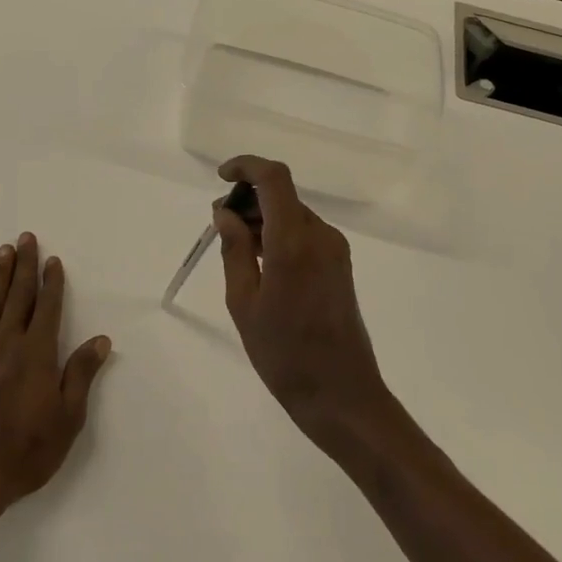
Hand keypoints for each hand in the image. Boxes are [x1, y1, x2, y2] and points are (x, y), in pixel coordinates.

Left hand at [0, 234, 112, 542]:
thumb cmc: (24, 453)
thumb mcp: (67, 419)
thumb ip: (80, 374)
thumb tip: (100, 339)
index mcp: (36, 354)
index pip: (47, 308)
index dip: (51, 283)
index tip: (52, 260)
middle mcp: (6, 344)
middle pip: (18, 297)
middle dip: (24, 266)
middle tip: (26, 238)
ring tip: (3, 251)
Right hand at [212, 157, 391, 446]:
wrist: (341, 395)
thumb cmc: (284, 354)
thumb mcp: (244, 302)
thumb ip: (234, 250)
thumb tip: (225, 212)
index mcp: (294, 241)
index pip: (274, 178)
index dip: (246, 167)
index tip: (221, 178)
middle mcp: (320, 236)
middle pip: (283, 196)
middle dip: (249, 199)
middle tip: (220, 226)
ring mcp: (336, 250)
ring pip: (294, 215)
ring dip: (264, 219)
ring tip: (236, 249)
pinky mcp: (341, 265)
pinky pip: (306, 234)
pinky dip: (280, 235)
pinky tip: (262, 264)